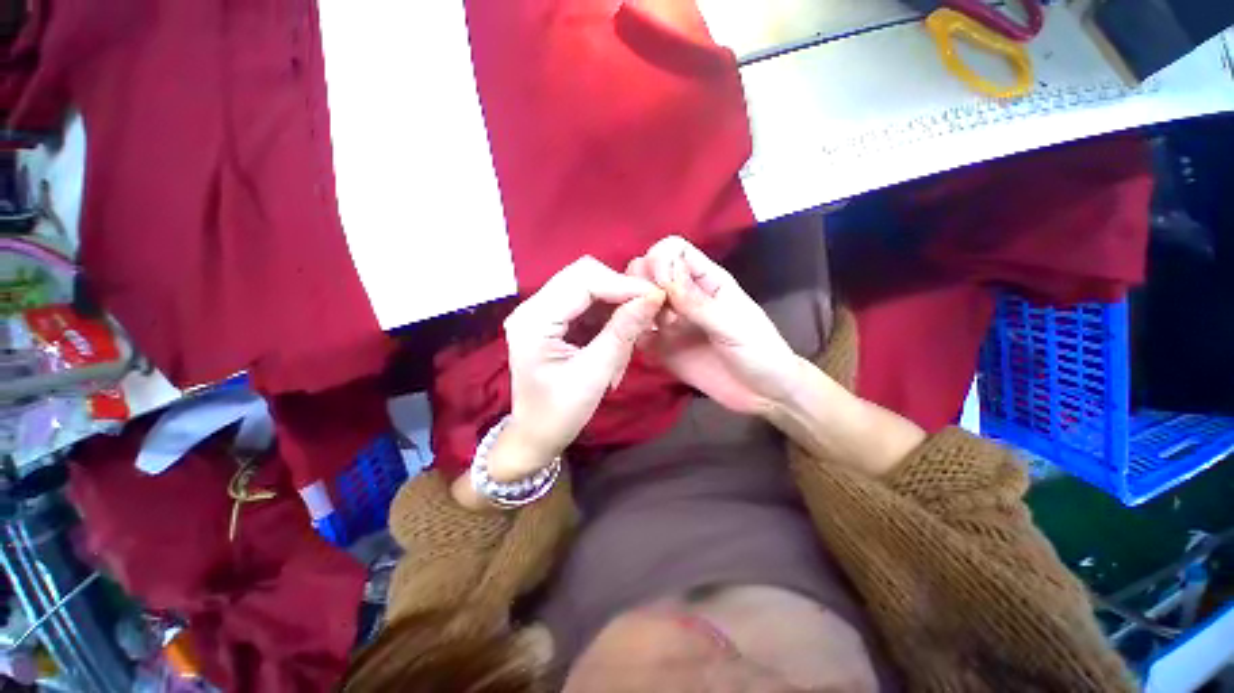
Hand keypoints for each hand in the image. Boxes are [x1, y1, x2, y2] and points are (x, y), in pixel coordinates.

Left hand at [496, 256, 664, 480]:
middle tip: (649, 309)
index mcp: (534, 319)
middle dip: (620, 289)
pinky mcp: (552, 320)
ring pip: (588, 286)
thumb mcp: (594, 374)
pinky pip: (587, 303)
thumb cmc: (560, 412)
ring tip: (634, 329)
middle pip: (584, 275)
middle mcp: (533, 307)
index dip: (622, 284)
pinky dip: (608, 315)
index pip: (583, 280)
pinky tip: (619, 336)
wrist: (536, 435)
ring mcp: (541, 311)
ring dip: (616, 303)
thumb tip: (652, 297)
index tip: (656, 296)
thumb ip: (622, 333)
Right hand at [627, 236, 799, 416]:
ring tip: (642, 325)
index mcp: (707, 281)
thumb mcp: (733, 325)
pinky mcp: (663, 348)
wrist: (765, 394)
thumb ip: (698, 304)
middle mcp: (684, 297)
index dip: (661, 260)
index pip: (675, 251)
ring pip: (640, 300)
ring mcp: (672, 323)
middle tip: (642, 305)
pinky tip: (641, 343)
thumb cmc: (760, 352)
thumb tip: (664, 278)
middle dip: (641, 281)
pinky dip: (633, 332)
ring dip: (633, 307)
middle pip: (650, 271)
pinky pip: (640, 333)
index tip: (659, 285)